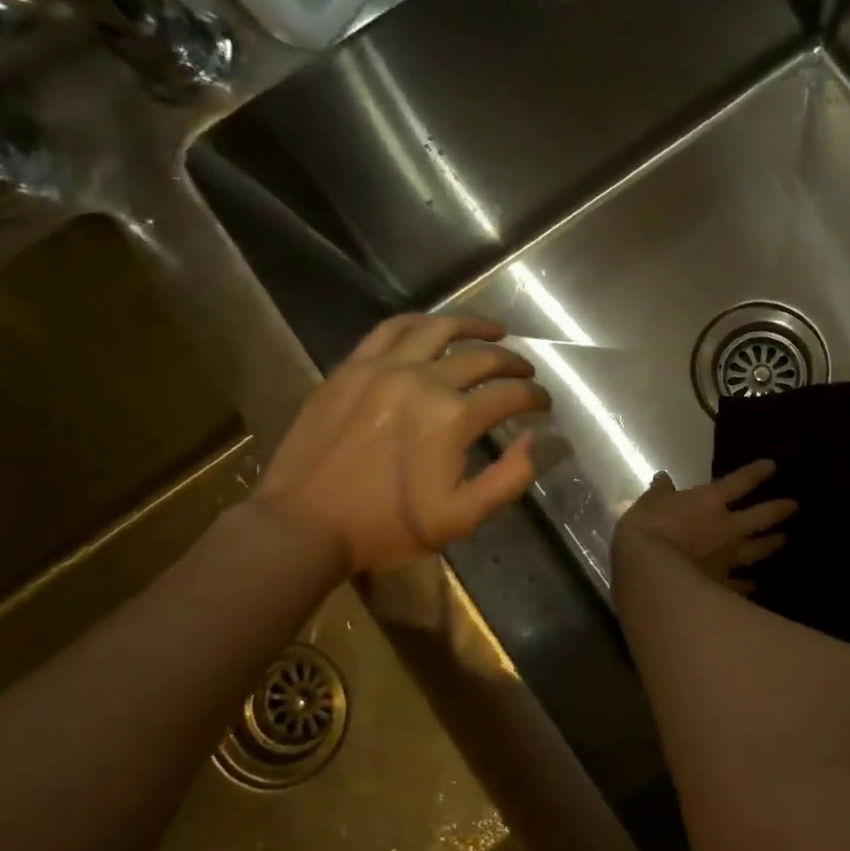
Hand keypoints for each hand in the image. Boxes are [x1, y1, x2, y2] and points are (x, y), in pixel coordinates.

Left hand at [257, 314, 549, 575]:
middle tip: (526, 373)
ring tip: (494, 331)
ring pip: (438, 329)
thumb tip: (534, 439)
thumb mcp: (462, 517)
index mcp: (453, 418)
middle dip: (513, 364)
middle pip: (481, 358)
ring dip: (473, 327)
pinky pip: (390, 330)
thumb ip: (509, 478)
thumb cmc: (387, 527)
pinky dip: (420, 323)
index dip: (535, 398)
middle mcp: (423, 381)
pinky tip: (432, 327)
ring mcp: (382, 368)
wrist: (305, 525)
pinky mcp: (351, 368)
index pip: (510, 396)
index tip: (544, 404)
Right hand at [615, 461, 797, 592]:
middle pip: (760, 517)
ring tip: (783, 540)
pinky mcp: (721, 585)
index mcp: (710, 502)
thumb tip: (663, 478)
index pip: (739, 482)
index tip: (772, 466)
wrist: (651, 571)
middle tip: (794, 506)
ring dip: (771, 544)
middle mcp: (727, 528)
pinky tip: (754, 587)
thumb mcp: (650, 502)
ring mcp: (728, 558)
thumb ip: (660, 492)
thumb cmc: (648, 528)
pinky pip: (740, 585)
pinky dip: (748, 586)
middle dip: (778, 510)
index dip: (756, 473)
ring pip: (757, 550)